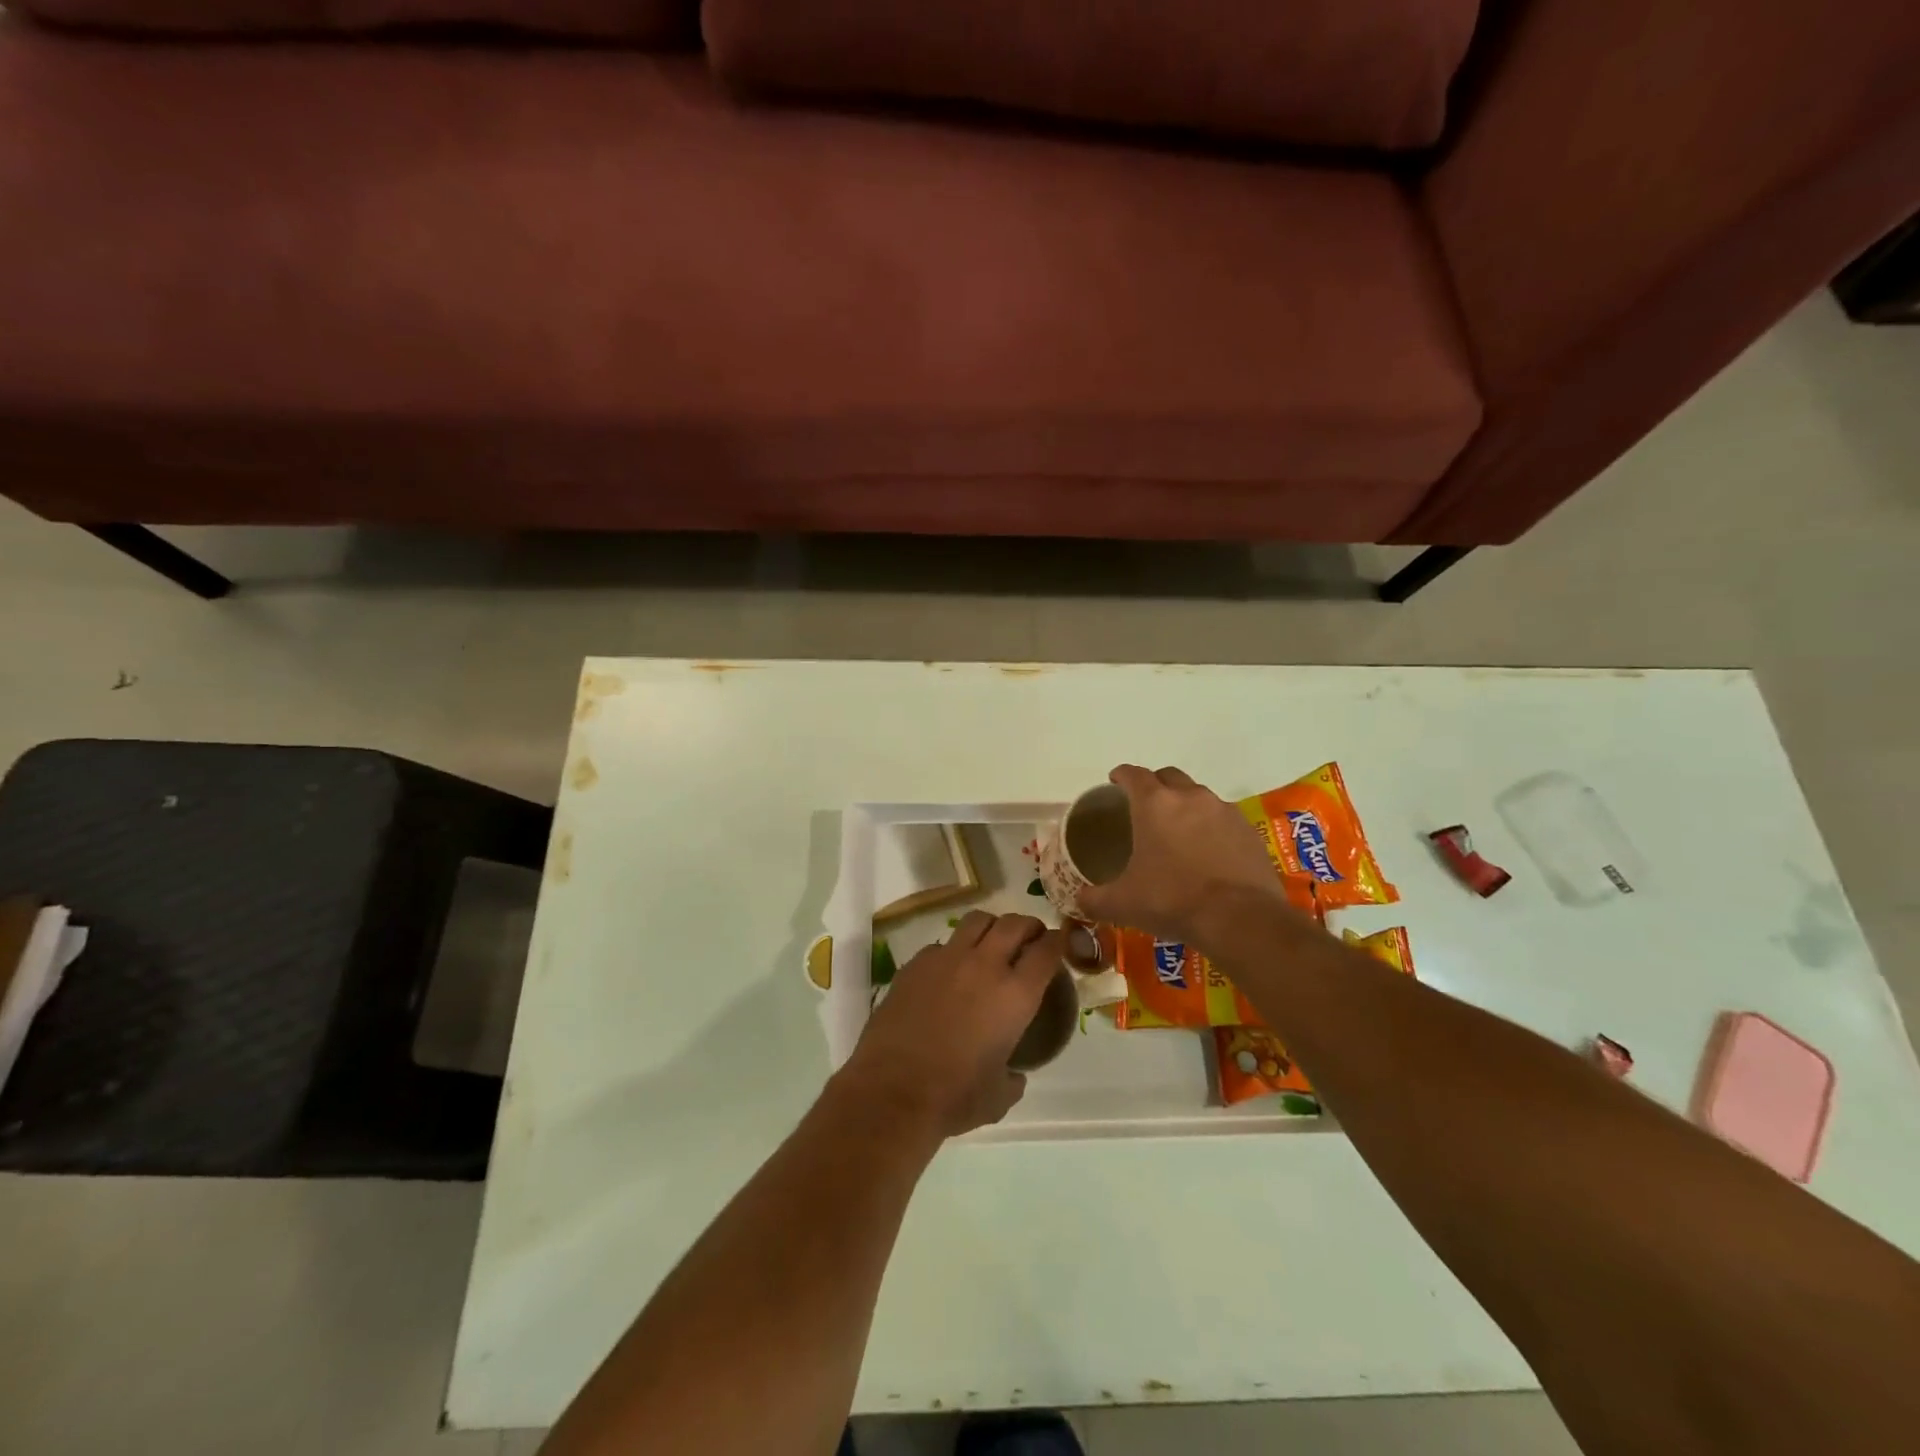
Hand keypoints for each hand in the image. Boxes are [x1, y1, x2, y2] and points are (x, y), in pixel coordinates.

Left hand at [839, 911, 1061, 1138]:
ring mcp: (947, 959)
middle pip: (1013, 924)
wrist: (893, 1090)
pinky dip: (952, 951)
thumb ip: (1013, 1078)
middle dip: (1027, 925)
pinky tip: (948, 971)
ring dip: (991, 927)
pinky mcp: (915, 964)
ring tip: (991, 941)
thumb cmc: (954, 1097)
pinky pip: (941, 945)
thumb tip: (1014, 1075)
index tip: (1056, 945)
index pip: (1046, 951)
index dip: (1055, 943)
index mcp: (1015, 995)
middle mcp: (985, 966)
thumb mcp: (999, 1096)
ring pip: (977, 921)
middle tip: (1029, 936)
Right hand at [1077, 765, 1285, 945]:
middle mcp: (1190, 797)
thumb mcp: (1123, 904)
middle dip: (1155, 784)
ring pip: (1199, 795)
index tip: (1114, 782)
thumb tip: (1079, 899)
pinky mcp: (1248, 831)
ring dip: (1185, 805)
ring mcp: (1224, 812)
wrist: (1240, 920)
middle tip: (1145, 806)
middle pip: (1169, 776)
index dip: (1121, 775)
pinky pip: (1223, 819)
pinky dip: (1211, 827)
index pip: (1133, 774)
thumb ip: (1094, 898)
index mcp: (1154, 804)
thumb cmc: (1172, 901)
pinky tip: (1208, 851)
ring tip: (1178, 831)